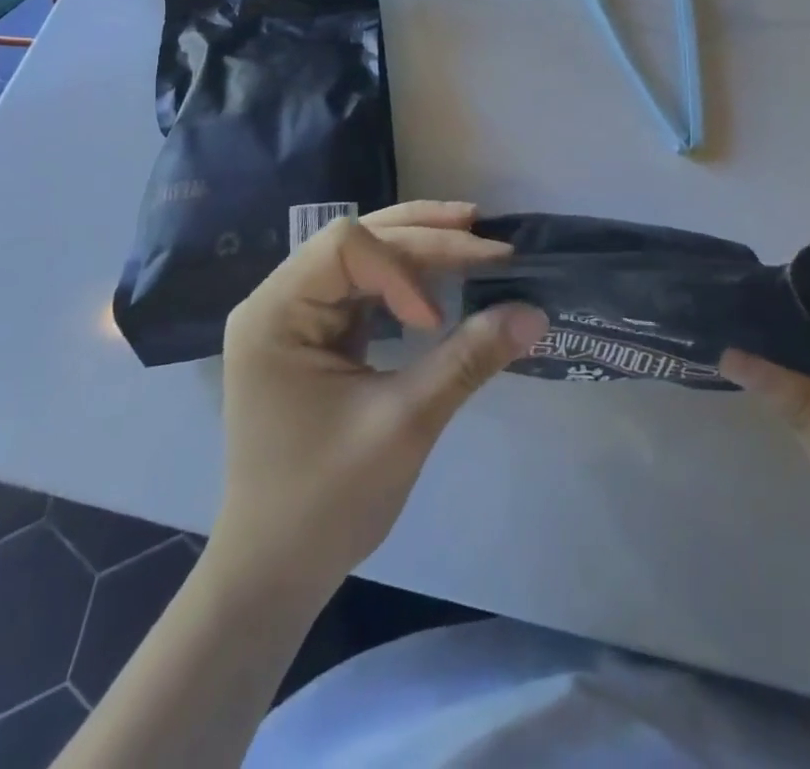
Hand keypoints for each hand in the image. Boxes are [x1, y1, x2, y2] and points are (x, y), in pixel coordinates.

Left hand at [212, 201, 547, 594]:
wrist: (275, 572)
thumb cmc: (326, 502)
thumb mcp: (404, 425)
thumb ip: (468, 360)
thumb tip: (535, 313)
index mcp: (274, 314)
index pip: (345, 247)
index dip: (401, 266)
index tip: (433, 322)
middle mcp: (277, 301)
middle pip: (355, 240)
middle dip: (423, 236)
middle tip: (486, 238)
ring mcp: (294, 317)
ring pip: (363, 256)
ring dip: (418, 244)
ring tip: (472, 236)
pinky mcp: (315, 335)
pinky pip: (364, 287)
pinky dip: (407, 277)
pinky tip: (442, 276)